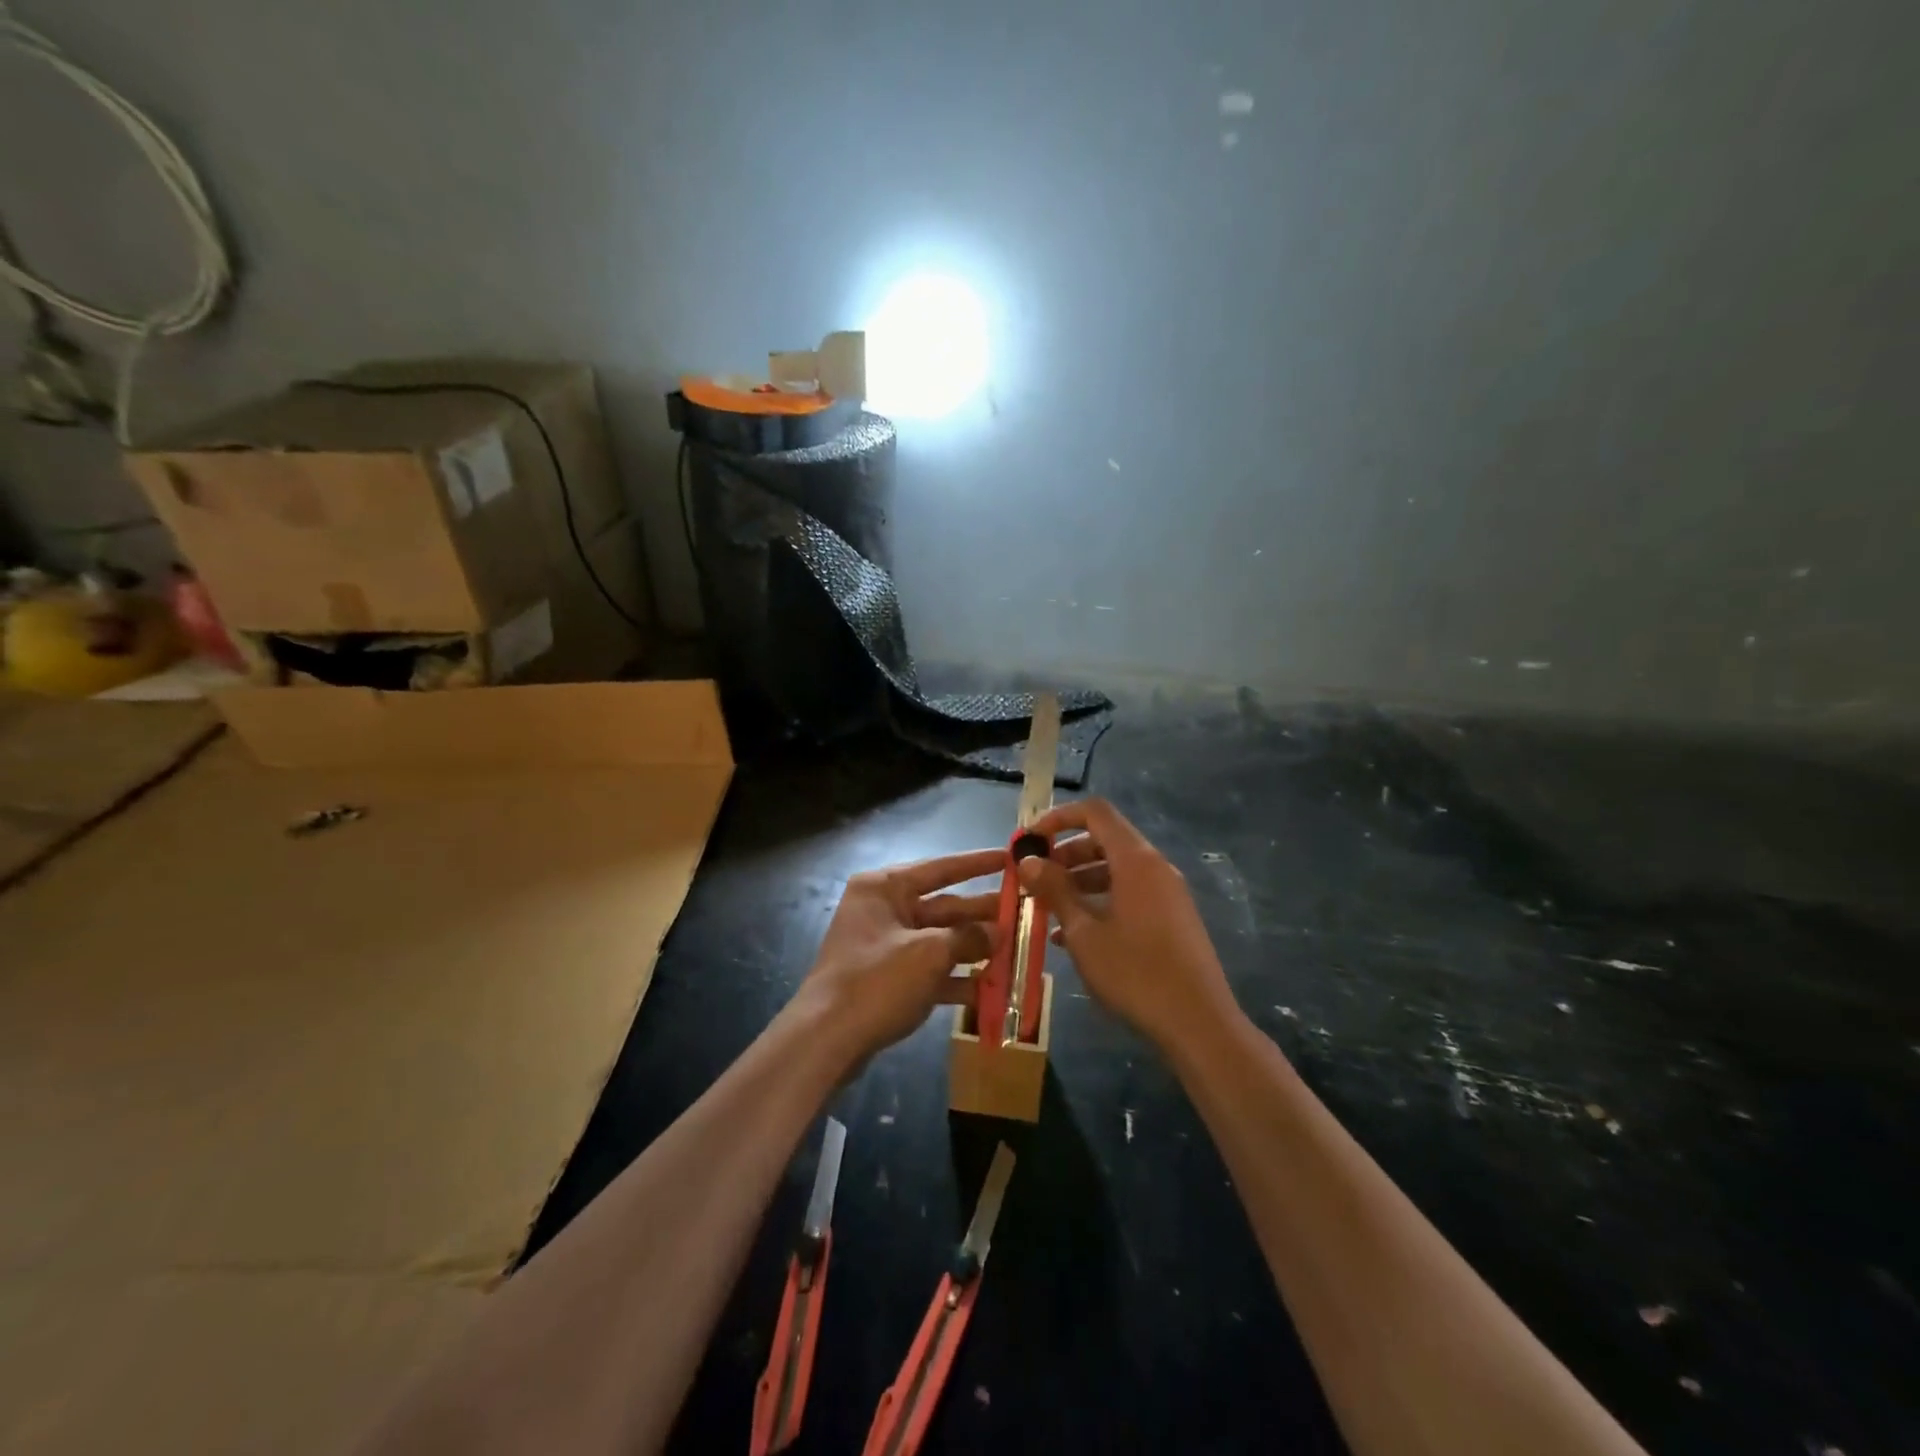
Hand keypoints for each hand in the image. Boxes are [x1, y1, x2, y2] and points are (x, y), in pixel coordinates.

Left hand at [790, 847, 1005, 1066]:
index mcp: (885, 888)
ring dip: (975, 949)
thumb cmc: (876, 981)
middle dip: (983, 914)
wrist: (825, 1041)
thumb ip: (968, 937)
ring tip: (1017, 952)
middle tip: (1025, 914)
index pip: (941, 868)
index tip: (1011, 857)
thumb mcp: (929, 954)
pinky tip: (990, 990)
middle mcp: (884, 909)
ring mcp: (885, 946)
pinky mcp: (888, 979)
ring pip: (940, 941)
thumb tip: (998, 931)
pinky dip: (957, 979)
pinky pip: (930, 971)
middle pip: (944, 906)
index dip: (978, 864)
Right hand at [1019, 799, 1241, 1056]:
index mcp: (1135, 860)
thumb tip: (1028, 860)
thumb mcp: (1084, 933)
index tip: (1031, 839)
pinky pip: (1130, 893)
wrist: (1198, 1023)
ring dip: (1079, 880)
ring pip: (1116, 869)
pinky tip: (1073, 934)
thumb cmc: (1135, 973)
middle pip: (1105, 839)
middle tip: (1035, 877)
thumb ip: (1056, 891)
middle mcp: (1155, 867)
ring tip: (1047, 907)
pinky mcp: (1171, 918)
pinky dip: (1101, 900)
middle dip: (1066, 853)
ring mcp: (1167, 893)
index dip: (1059, 817)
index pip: (1095, 812)